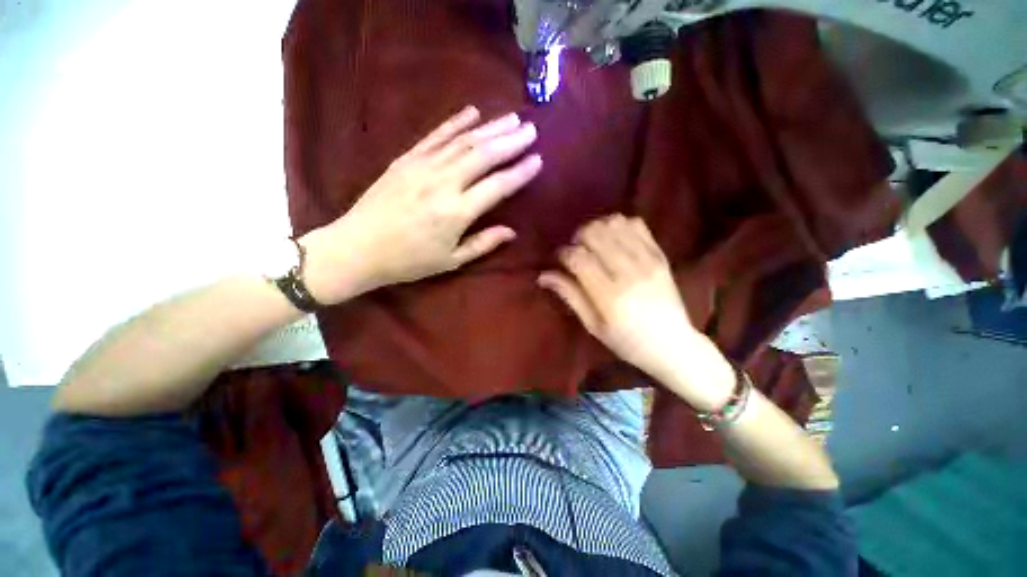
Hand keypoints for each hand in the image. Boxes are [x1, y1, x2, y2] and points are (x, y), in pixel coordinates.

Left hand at [299, 106, 541, 303]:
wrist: (358, 247)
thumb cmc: (409, 261)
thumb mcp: (451, 260)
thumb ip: (483, 243)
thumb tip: (511, 231)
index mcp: (457, 213)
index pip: (497, 186)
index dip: (519, 173)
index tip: (537, 160)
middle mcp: (443, 184)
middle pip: (484, 155)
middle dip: (511, 141)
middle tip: (531, 130)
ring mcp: (423, 167)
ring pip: (464, 141)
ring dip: (490, 128)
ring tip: (512, 119)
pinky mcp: (406, 159)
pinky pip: (435, 136)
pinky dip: (455, 123)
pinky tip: (472, 112)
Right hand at [539, 215, 734, 408]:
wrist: (673, 344)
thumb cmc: (626, 341)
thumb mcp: (592, 325)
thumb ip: (569, 295)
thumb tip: (543, 275)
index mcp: (608, 296)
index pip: (578, 258)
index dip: (563, 253)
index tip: (561, 260)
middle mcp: (628, 273)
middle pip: (594, 233)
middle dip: (579, 238)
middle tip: (578, 251)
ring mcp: (647, 260)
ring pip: (614, 224)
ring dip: (598, 229)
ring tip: (596, 244)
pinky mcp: (660, 255)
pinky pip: (637, 224)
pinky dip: (620, 225)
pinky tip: (615, 239)